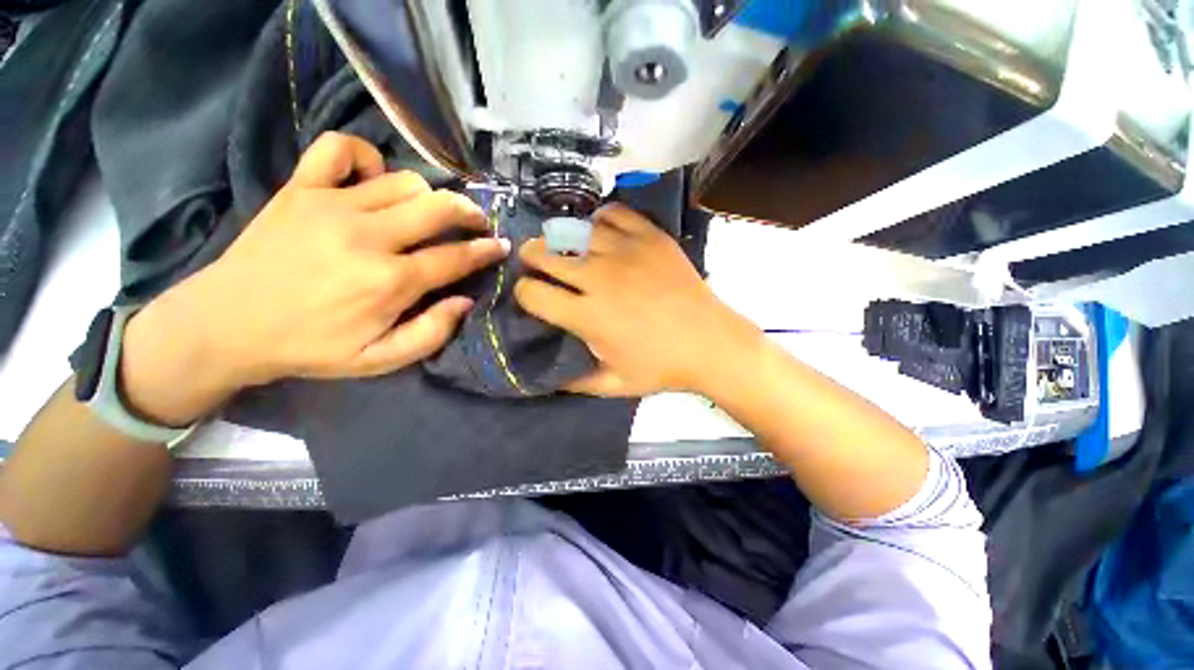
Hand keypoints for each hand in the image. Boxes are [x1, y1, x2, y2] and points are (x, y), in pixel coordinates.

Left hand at [120, 132, 506, 424]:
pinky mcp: (300, 188)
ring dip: (427, 196)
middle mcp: (368, 236)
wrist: (227, 324)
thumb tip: (465, 301)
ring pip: (404, 181)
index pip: (455, 257)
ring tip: (427, 213)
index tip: (501, 246)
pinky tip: (371, 179)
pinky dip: (365, 157)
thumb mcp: (380, 360)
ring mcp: (331, 205)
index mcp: (390, 281)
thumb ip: (431, 333)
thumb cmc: (311, 346)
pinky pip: (340, 149)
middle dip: (469, 213)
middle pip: (438, 208)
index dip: (485, 251)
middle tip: (477, 222)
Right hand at [515, 203, 762, 396]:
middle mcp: (599, 278)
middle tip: (534, 261)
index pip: (533, 294)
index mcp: (588, 315)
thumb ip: (575, 382)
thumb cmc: (662, 367)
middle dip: (531, 257)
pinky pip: (614, 213)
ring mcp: (626, 252)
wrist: (711, 343)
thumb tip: (545, 377)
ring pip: (575, 230)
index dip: (523, 294)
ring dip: (561, 237)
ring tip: (563, 245)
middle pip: (545, 253)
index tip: (529, 296)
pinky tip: (601, 232)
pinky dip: (600, 219)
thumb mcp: (614, 385)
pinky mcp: (651, 237)